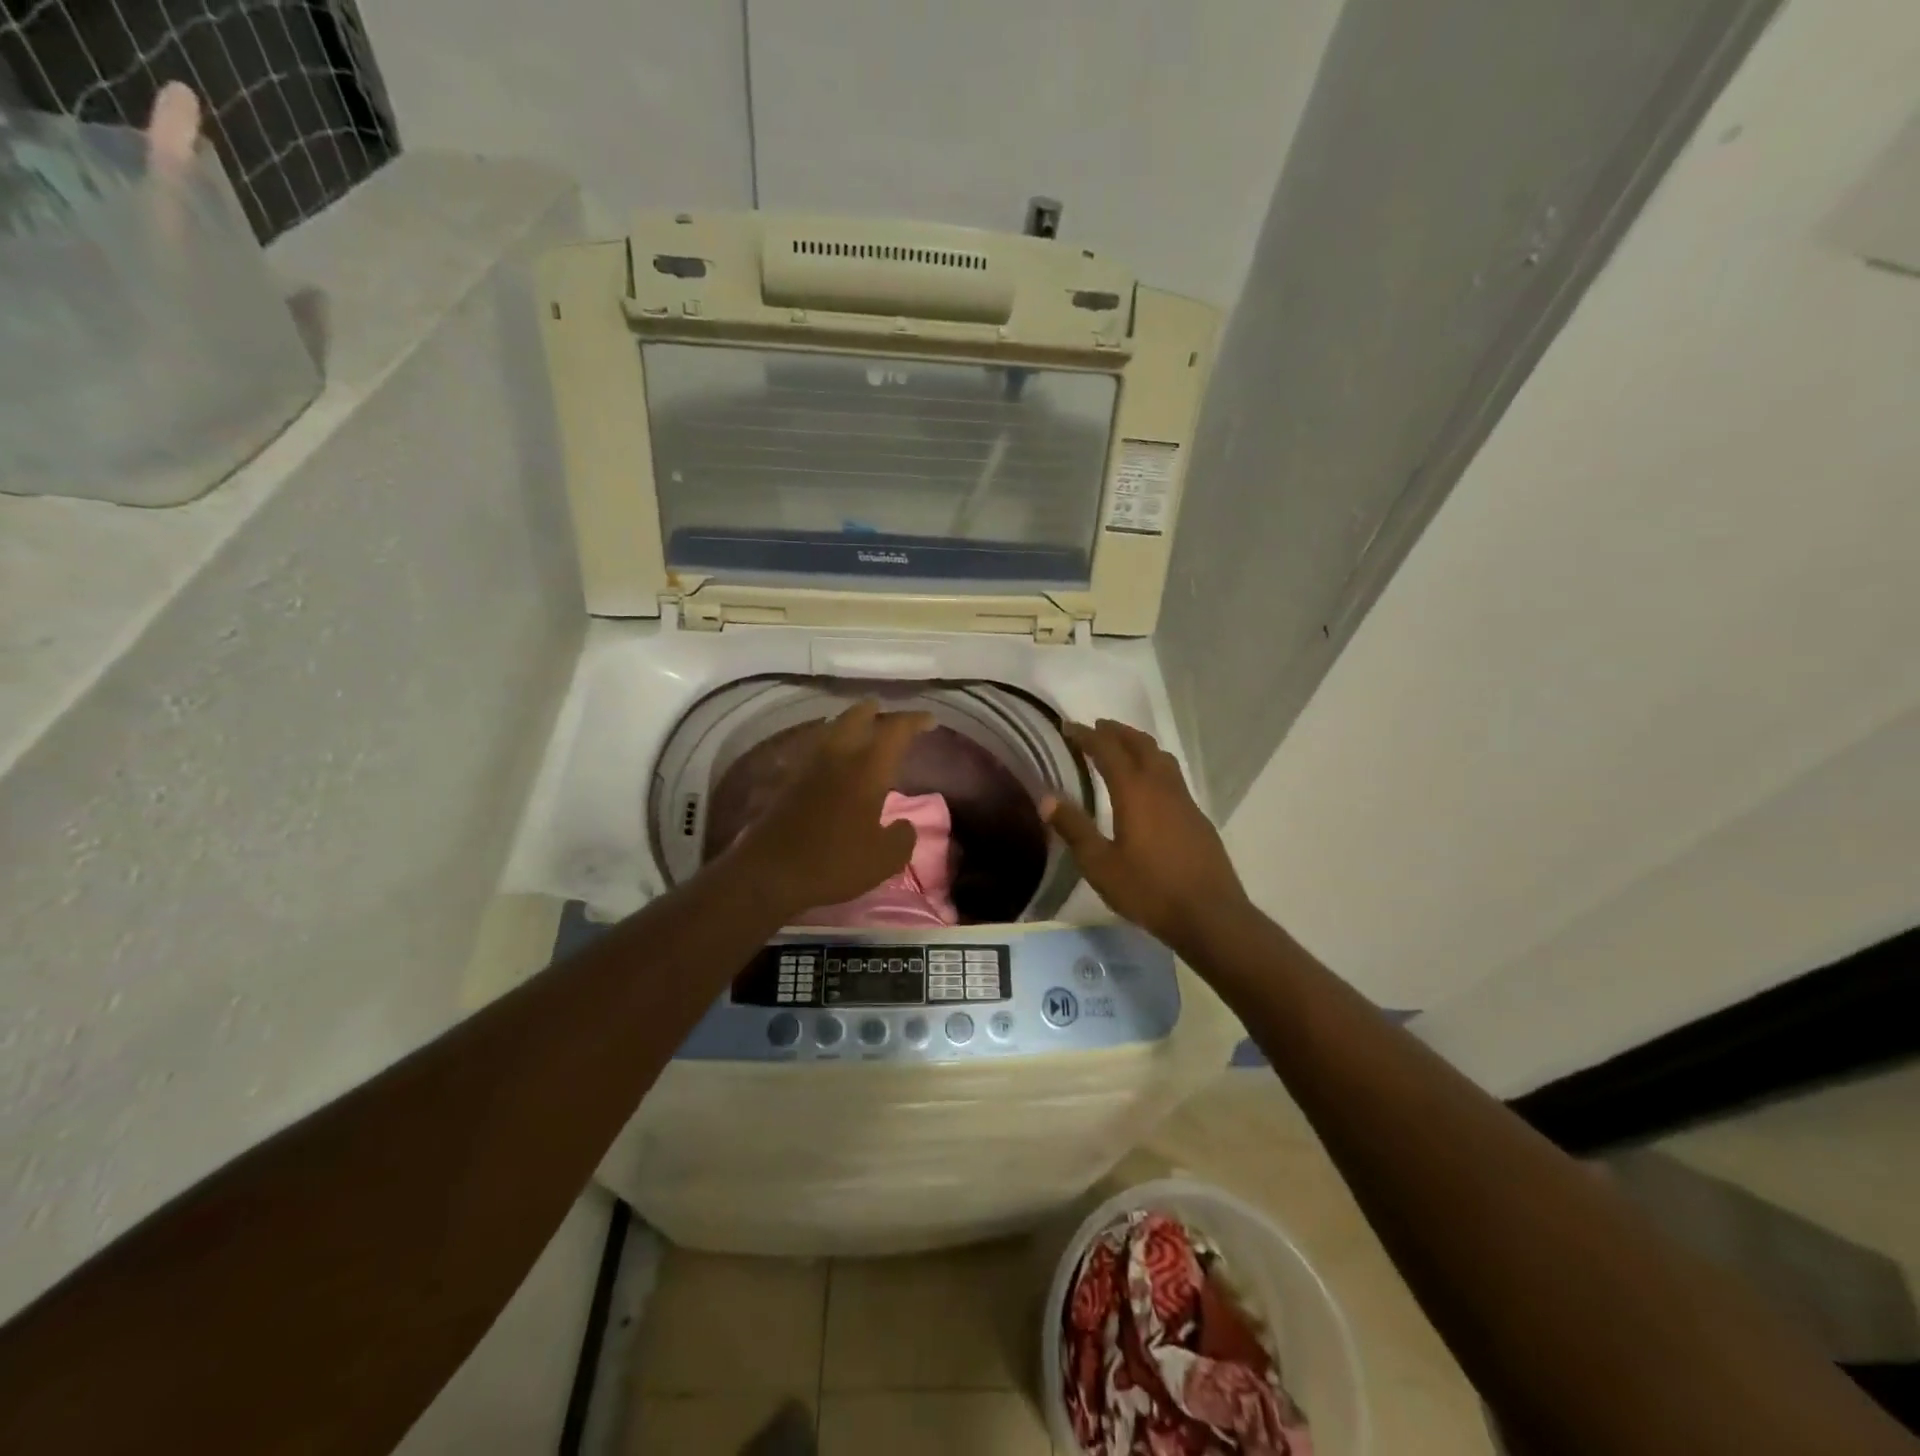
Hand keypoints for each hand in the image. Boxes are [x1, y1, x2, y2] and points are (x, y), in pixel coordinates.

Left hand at [726, 700, 933, 920]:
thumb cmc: (835, 862)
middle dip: (876, 711)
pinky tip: (835, 762)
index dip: (914, 720)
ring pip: (832, 729)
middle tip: (888, 715)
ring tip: (862, 733)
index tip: (929, 721)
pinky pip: (816, 749)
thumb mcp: (885, 859)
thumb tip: (904, 825)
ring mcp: (809, 766)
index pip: (895, 729)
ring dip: (850, 724)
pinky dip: (831, 746)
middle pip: (857, 716)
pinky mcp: (789, 781)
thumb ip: (903, 837)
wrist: (770, 872)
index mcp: (868, 768)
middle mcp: (838, 756)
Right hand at [1043, 720, 1249, 953]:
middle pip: (1140, 745)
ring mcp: (1184, 801)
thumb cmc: (1149, 889)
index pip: (1107, 750)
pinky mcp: (1197, 818)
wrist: (1210, 915)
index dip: (1086, 736)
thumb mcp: (1100, 865)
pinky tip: (1150, 787)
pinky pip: (1173, 776)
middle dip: (1116, 732)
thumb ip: (1074, 828)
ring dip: (1139, 745)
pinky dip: (1155, 766)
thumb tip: (1046, 798)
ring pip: (1161, 758)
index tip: (1067, 727)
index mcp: (1135, 791)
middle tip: (1096, 728)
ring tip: (1123, 747)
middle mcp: (1161, 787)